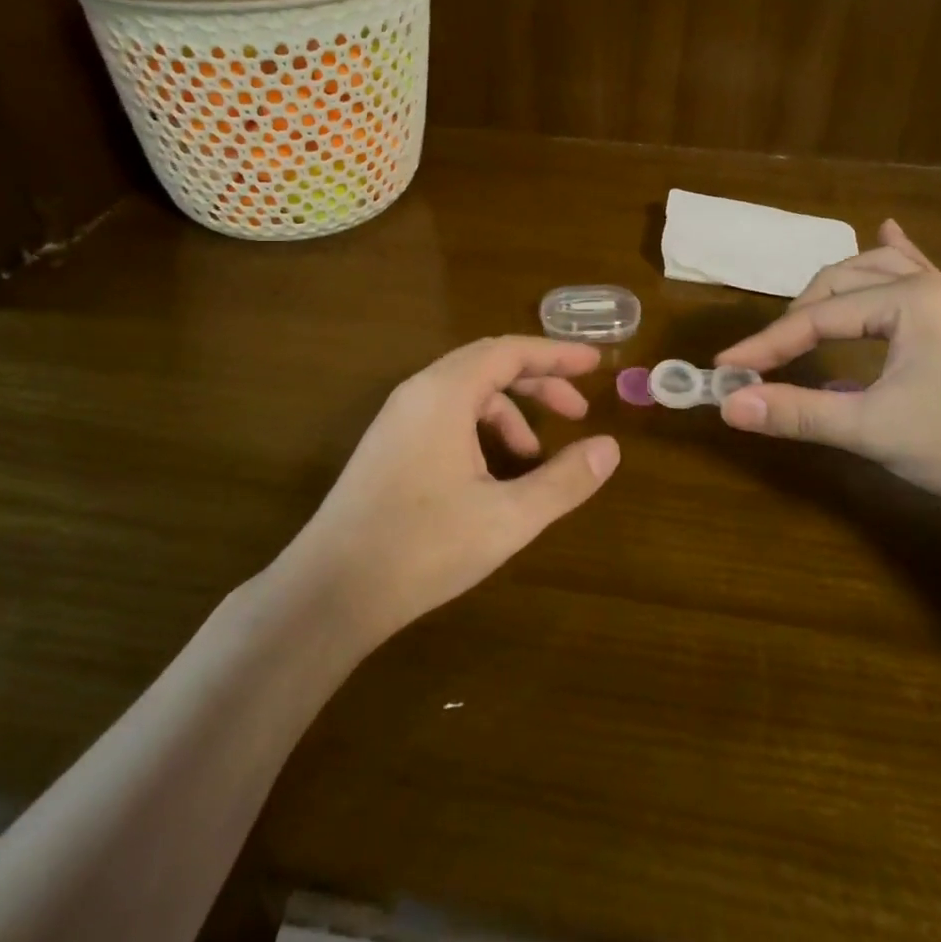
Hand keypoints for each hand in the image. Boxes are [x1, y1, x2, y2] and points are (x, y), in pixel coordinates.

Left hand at [279, 337, 619, 643]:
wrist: (330, 590)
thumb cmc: (423, 546)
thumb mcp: (507, 517)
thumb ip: (564, 480)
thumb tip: (610, 449)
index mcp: (445, 392)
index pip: (510, 351)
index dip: (557, 354)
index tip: (595, 363)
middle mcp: (418, 392)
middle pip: (488, 366)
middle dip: (538, 383)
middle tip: (578, 410)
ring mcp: (397, 418)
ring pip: (466, 394)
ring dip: (509, 414)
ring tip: (534, 459)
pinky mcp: (388, 445)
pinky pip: (445, 416)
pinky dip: (480, 431)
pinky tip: (491, 476)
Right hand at [714, 220, 940, 517]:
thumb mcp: (873, 430)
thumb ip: (798, 413)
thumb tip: (730, 404)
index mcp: (908, 300)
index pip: (817, 317)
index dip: (768, 344)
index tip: (728, 367)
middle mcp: (927, 287)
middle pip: (840, 285)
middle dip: (798, 317)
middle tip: (768, 356)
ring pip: (875, 276)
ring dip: (832, 293)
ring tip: (802, 312)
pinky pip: (919, 275)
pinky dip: (892, 257)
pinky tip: (887, 231)